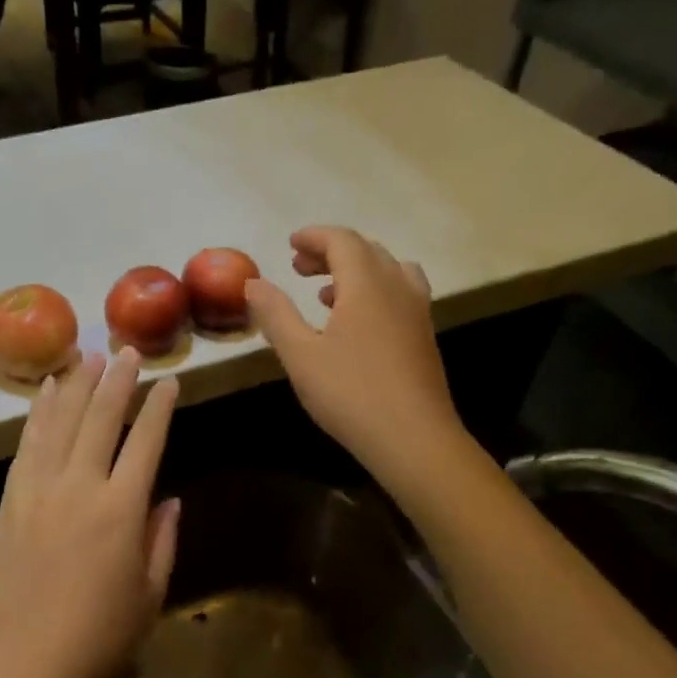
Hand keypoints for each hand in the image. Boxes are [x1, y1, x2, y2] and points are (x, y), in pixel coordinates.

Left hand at [0, 350, 180, 677]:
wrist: (23, 663)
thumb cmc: (98, 638)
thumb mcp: (149, 594)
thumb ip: (162, 539)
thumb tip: (168, 498)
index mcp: (121, 510)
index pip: (146, 442)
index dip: (160, 408)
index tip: (170, 381)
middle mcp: (80, 486)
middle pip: (101, 418)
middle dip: (118, 380)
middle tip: (128, 351)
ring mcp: (40, 488)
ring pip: (62, 421)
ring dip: (78, 384)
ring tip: (90, 356)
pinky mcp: (11, 497)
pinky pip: (28, 444)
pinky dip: (40, 412)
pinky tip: (48, 391)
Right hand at [245, 226, 467, 478]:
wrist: (415, 440)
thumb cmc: (351, 394)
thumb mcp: (300, 355)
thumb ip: (275, 314)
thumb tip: (253, 282)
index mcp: (366, 285)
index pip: (342, 241)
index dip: (314, 237)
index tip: (289, 245)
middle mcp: (397, 288)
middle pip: (366, 250)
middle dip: (330, 251)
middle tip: (298, 268)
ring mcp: (417, 312)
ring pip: (388, 270)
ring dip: (355, 270)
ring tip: (325, 293)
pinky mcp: (424, 337)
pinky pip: (399, 293)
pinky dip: (374, 291)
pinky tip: (354, 324)